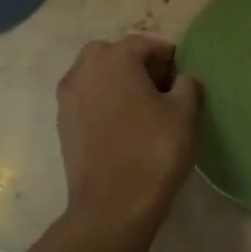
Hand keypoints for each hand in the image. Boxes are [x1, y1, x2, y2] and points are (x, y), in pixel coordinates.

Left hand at [57, 35, 201, 235]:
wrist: (112, 207)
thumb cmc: (153, 152)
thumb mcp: (185, 113)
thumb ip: (187, 84)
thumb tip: (181, 79)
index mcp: (113, 60)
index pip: (144, 44)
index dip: (167, 56)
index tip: (183, 76)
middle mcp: (84, 71)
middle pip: (113, 54)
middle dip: (137, 64)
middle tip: (162, 88)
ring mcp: (68, 99)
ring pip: (96, 76)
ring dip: (118, 83)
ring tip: (143, 108)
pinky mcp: (63, 125)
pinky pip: (87, 100)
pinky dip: (104, 103)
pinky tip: (124, 126)